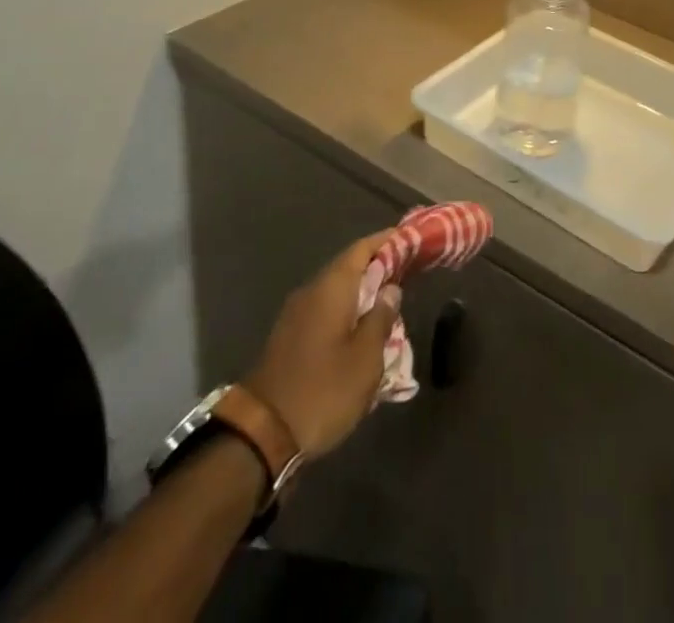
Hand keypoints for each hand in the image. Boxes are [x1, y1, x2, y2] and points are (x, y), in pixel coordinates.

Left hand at [245, 231, 398, 455]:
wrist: (261, 434)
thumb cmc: (323, 390)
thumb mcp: (366, 358)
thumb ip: (381, 318)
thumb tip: (391, 290)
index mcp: (332, 287)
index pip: (363, 248)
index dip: (388, 240)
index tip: (412, 239)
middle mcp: (312, 291)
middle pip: (349, 267)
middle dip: (378, 267)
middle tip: (408, 272)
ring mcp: (296, 314)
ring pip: (337, 291)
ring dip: (363, 292)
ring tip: (390, 303)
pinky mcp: (289, 337)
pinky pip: (325, 311)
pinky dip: (347, 312)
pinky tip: (362, 331)